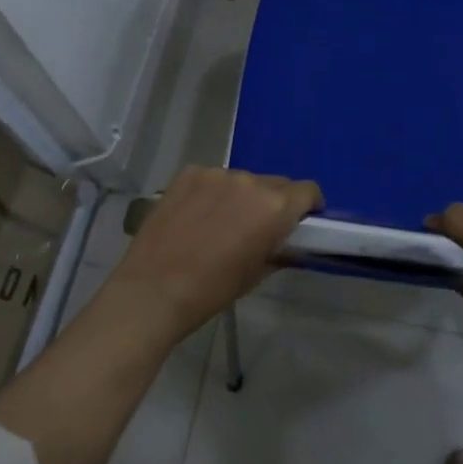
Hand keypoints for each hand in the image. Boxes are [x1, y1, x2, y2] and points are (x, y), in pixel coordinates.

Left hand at [110, 166, 322, 340]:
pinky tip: (195, 216)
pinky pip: (212, 178)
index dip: (308, 206)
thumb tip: (284, 240)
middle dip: (273, 202)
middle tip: (256, 227)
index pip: (307, 191)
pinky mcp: (189, 173)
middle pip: (275, 184)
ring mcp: (217, 173)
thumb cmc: (212, 290)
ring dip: (240, 196)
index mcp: (274, 207)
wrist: (154, 289)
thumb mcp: (256, 274)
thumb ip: (278, 249)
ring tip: (220, 223)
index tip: (299, 221)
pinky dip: (212, 192)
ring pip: (242, 180)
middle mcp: (250, 181)